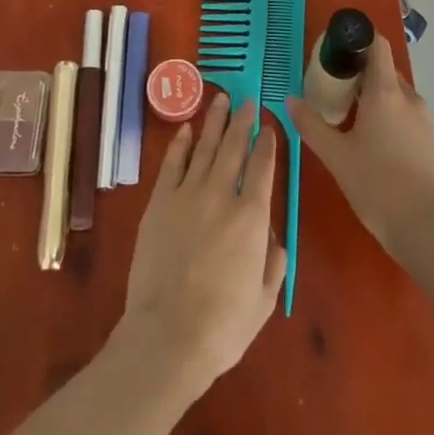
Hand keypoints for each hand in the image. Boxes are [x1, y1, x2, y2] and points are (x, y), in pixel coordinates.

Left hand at [120, 93, 286, 393]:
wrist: (168, 336)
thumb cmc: (223, 326)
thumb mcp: (264, 300)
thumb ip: (273, 263)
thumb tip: (272, 237)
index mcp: (251, 217)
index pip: (263, 167)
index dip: (267, 143)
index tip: (268, 126)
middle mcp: (221, 195)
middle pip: (234, 147)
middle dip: (242, 121)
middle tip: (247, 100)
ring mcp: (187, 194)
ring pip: (205, 147)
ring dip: (214, 121)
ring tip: (221, 99)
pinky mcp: (160, 202)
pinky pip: (172, 163)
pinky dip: (181, 143)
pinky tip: (187, 129)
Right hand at [289, 37, 433, 266]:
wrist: (424, 230)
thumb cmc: (376, 185)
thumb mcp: (336, 155)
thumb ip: (311, 124)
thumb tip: (290, 100)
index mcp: (385, 91)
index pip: (377, 44)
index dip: (358, 39)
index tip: (336, 50)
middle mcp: (408, 97)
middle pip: (383, 69)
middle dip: (358, 73)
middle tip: (331, 89)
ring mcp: (423, 118)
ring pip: (394, 93)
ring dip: (372, 95)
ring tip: (347, 116)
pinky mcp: (430, 139)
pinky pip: (404, 112)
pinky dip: (386, 114)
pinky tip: (370, 140)